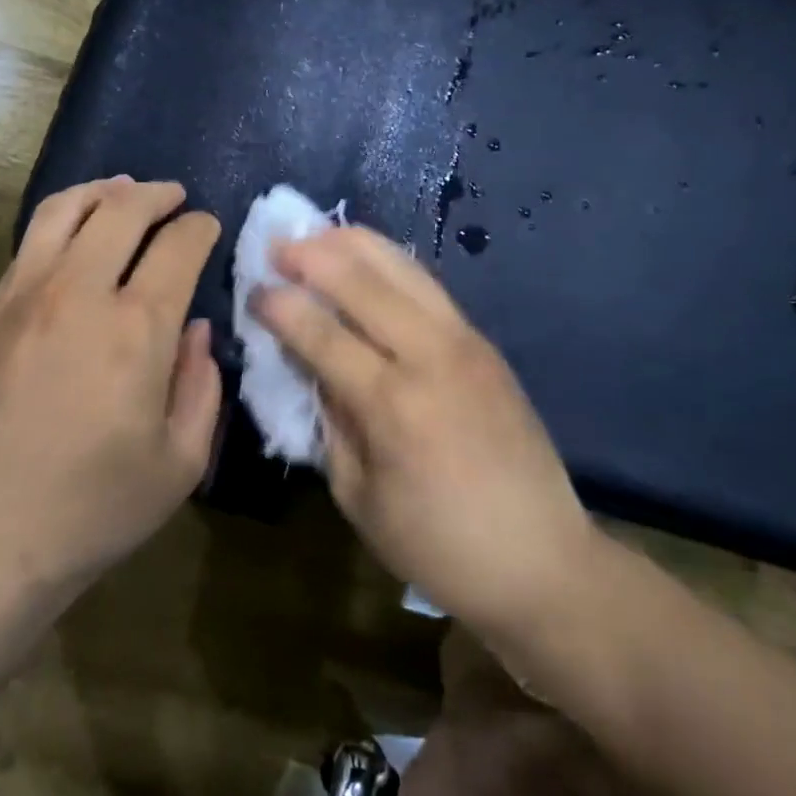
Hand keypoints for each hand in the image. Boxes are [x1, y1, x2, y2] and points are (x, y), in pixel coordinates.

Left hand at [0, 178, 221, 599]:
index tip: (208, 228)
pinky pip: (30, 243)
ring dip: (104, 192)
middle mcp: (78, 294)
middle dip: (158, 195)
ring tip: (124, 192)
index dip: (200, 228)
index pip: (178, 246)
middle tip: (175, 198)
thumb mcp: (180, 463)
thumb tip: (196, 330)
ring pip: (65, 210)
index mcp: (136, 329)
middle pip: (122, 210)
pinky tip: (75, 235)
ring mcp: (23, 296)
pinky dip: (62, 221)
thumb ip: (202, 386)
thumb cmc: (92, 510)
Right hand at [254, 226, 593, 639]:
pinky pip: (428, 286)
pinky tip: (367, 260)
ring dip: (353, 245)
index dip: (281, 306)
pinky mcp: (485, 343)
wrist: (542, 561)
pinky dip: (390, 263)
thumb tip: (309, 368)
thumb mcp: (358, 496)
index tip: (253, 290)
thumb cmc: (438, 545)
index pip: (322, 334)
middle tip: (276, 244)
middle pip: (362, 282)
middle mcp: (430, 356)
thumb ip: (330, 422)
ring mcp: (465, 342)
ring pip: (402, 269)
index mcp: (392, 405)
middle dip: (311, 256)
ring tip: (317, 235)